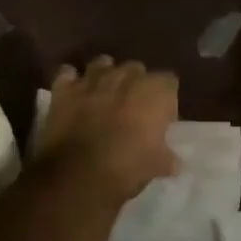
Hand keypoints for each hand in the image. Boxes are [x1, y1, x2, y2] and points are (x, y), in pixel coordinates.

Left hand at [36, 57, 179, 208]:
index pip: (169, 82)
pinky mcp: (64, 91)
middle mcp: (126, 77)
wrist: (76, 176)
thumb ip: (167, 158)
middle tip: (132, 109)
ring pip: (102, 63)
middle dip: (135, 84)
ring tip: (104, 95)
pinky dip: (70, 81)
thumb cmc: (126, 168)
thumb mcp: (156, 166)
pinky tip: (74, 94)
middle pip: (137, 69)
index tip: (161, 120)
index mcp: (155, 91)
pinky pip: (67, 74)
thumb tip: (175, 163)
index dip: (166, 100)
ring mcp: (93, 80)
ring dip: (105, 75)